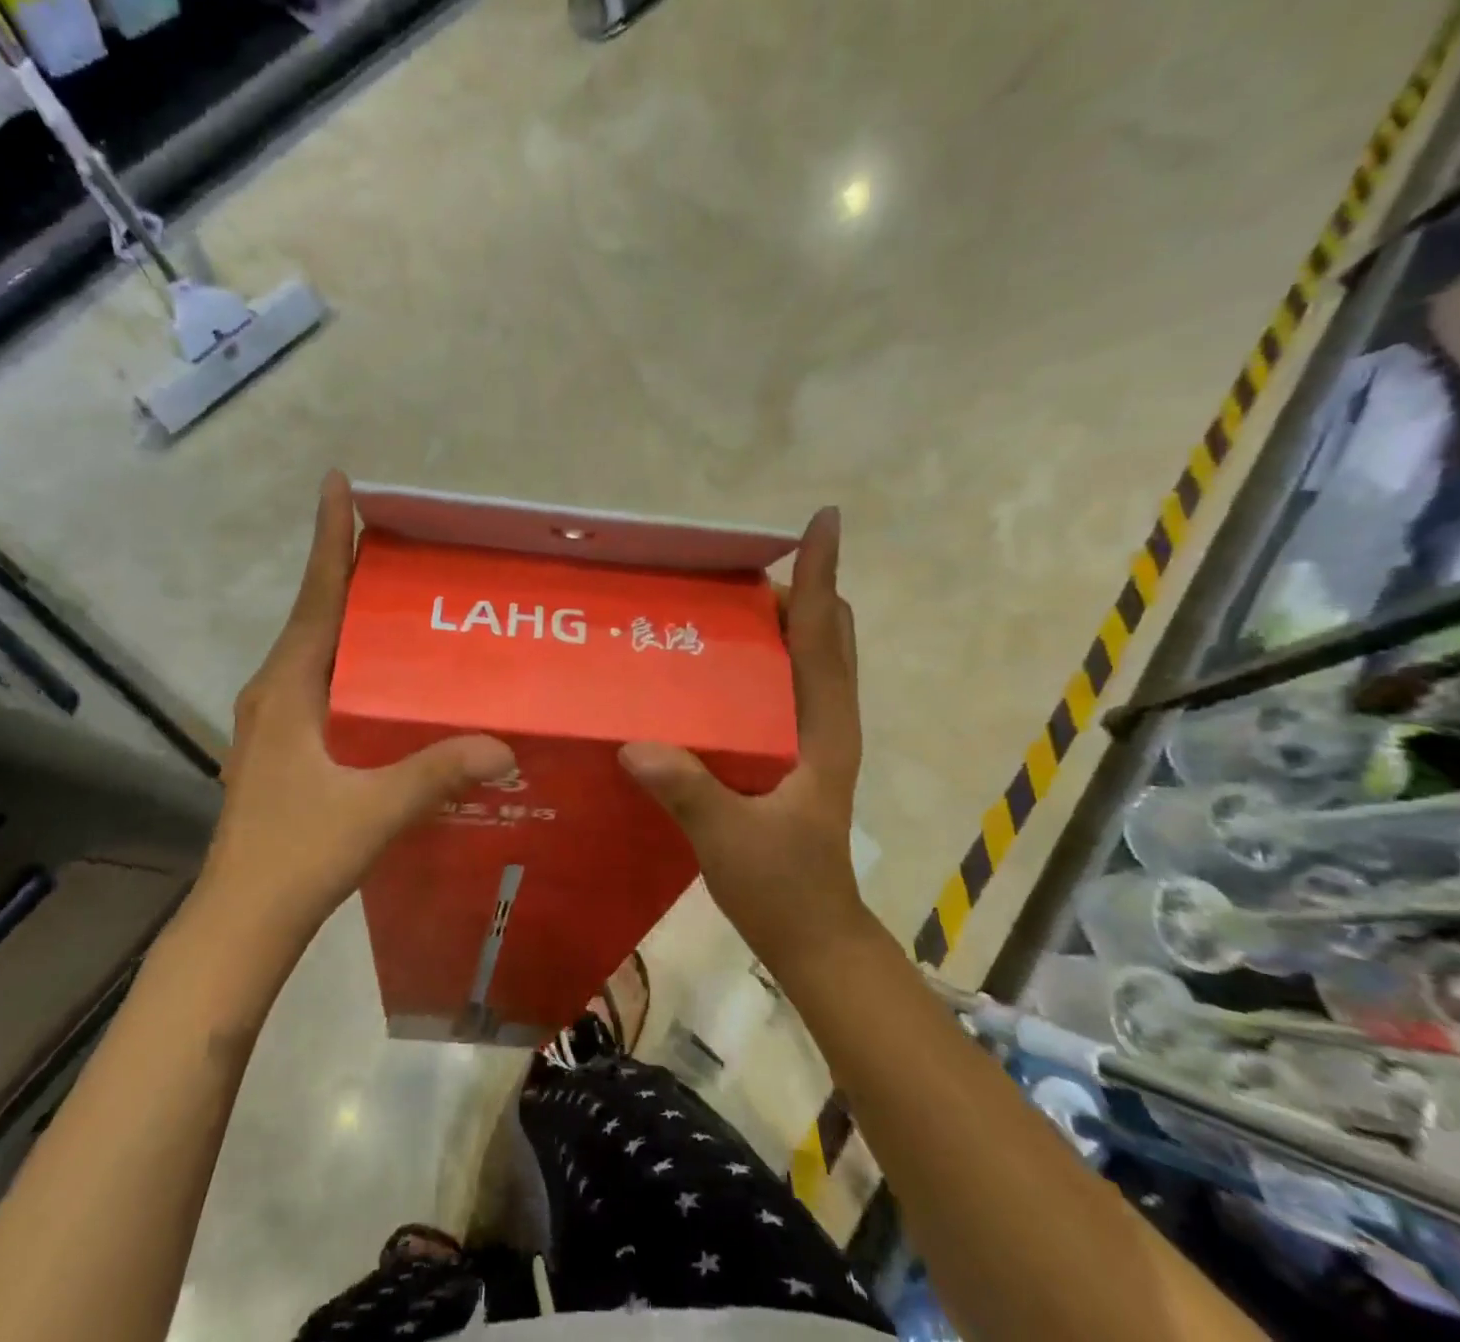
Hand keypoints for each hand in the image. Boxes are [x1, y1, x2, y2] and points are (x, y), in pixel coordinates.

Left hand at [198, 472, 514, 943]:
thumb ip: (437, 773)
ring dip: (351, 617)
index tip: (338, 483)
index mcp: (286, 688)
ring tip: (403, 597)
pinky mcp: (282, 746)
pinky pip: (321, 683)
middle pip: (317, 615)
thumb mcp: (374, 810)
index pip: (315, 597)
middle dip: (350, 571)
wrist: (242, 920)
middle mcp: (274, 691)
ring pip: (318, 651)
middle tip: (404, 543)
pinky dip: (352, 662)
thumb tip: (505, 744)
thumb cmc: (296, 854)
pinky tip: (389, 678)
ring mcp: (273, 721)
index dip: (328, 539)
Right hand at [618, 507, 871, 978]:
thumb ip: (688, 792)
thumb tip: (634, 744)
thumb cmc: (784, 887)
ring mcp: (813, 736)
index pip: (825, 637)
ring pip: (809, 657)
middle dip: (796, 591)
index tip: (821, 523)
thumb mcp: (732, 840)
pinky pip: (785, 685)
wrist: (814, 935)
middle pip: (825, 634)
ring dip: (781, 621)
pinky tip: (716, 664)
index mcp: (824, 730)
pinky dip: (765, 657)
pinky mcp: (795, 752)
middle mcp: (826, 721)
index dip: (822, 576)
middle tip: (732, 574)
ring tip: (721, 604)